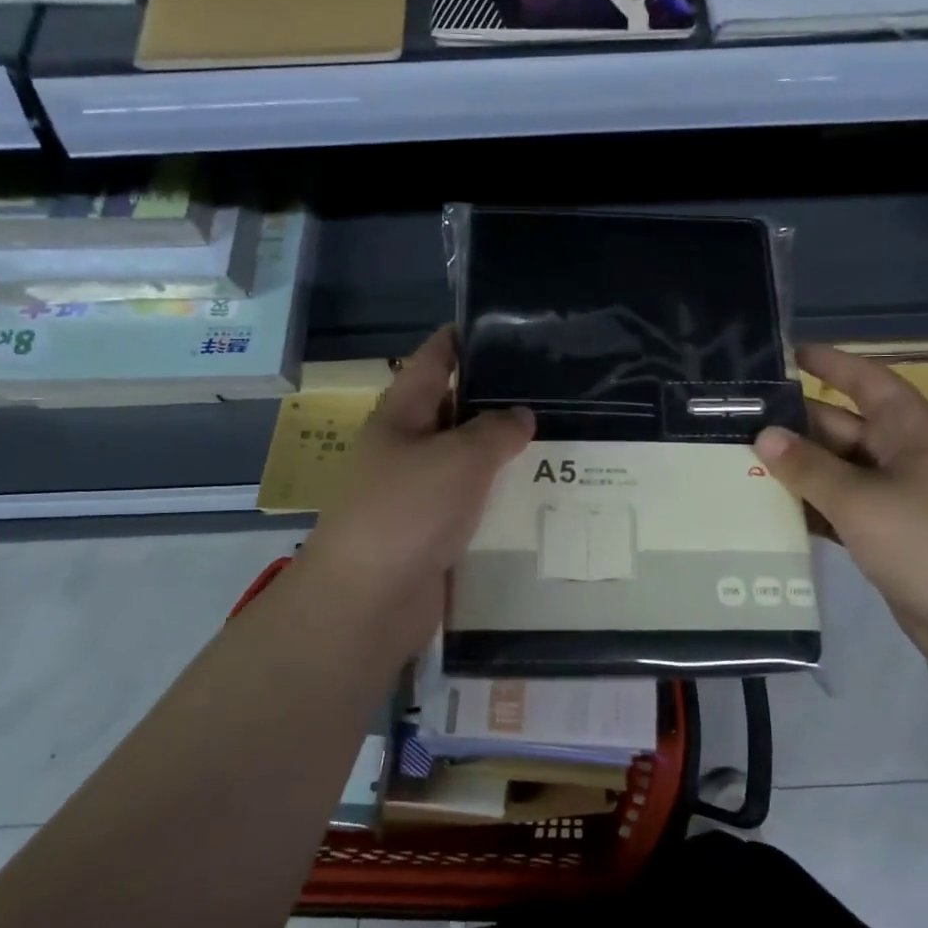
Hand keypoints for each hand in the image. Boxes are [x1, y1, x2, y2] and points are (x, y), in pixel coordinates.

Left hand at [291, 327, 533, 665]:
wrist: (367, 603)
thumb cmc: (406, 513)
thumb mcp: (458, 459)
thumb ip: (495, 431)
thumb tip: (520, 416)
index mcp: (402, 415)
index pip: (434, 359)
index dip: (464, 338)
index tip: (507, 324)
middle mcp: (407, 447)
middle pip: (455, 409)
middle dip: (498, 398)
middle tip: (554, 387)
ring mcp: (418, 492)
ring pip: (468, 459)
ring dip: (504, 452)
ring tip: (560, 436)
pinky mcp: (432, 531)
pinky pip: (472, 502)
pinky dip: (500, 495)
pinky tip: (539, 492)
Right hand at [755, 345, 927, 677]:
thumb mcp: (861, 500)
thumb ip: (808, 467)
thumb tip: (764, 436)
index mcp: (910, 430)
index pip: (866, 381)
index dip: (830, 364)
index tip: (788, 353)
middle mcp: (903, 455)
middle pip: (843, 427)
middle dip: (796, 424)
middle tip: (739, 421)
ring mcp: (897, 497)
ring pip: (838, 470)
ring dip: (798, 469)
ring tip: (740, 462)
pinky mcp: (888, 534)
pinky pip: (841, 507)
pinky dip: (811, 506)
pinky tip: (770, 510)